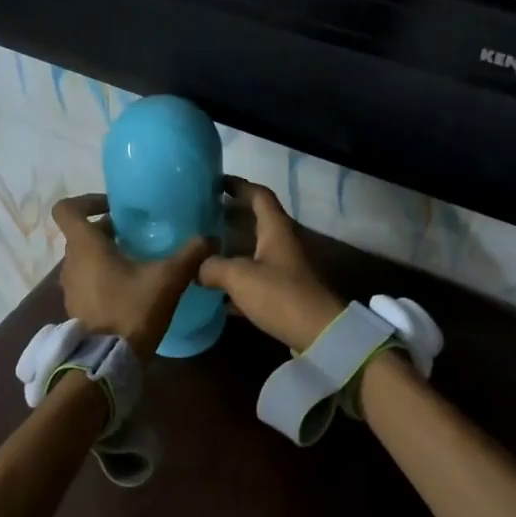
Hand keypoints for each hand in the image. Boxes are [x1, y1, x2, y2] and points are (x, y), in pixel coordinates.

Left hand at [53, 194, 212, 358]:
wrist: (109, 361)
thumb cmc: (132, 310)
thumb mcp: (168, 279)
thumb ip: (190, 254)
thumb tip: (211, 238)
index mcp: (85, 246)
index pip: (67, 209)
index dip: (87, 201)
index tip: (115, 208)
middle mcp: (71, 262)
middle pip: (81, 234)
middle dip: (107, 230)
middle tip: (137, 234)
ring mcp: (70, 288)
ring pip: (84, 259)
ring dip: (106, 255)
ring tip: (137, 262)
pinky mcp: (77, 308)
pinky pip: (87, 282)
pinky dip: (104, 278)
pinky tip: (131, 289)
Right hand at [198, 178, 344, 350]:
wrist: (318, 333)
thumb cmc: (280, 295)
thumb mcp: (239, 276)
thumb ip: (213, 266)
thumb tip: (197, 267)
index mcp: (276, 230)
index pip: (259, 195)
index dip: (239, 185)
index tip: (216, 183)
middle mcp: (282, 244)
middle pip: (256, 223)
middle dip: (230, 218)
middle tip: (202, 218)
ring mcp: (285, 270)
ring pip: (254, 253)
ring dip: (231, 250)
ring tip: (203, 252)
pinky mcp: (283, 295)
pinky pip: (255, 281)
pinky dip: (237, 283)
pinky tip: (216, 293)